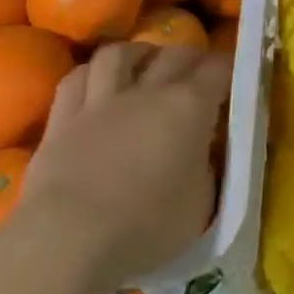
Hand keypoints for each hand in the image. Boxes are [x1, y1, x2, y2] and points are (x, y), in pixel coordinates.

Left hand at [20, 43, 231, 288]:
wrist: (68, 241)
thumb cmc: (147, 227)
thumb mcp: (201, 204)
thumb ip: (206, 168)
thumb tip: (202, 154)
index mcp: (191, 106)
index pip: (219, 67)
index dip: (228, 68)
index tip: (232, 79)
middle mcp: (150, 91)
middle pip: (175, 53)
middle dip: (191, 58)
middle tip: (195, 74)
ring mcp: (102, 101)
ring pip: (119, 54)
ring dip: (137, 54)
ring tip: (143, 66)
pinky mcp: (62, 120)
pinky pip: (76, 79)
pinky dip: (91, 75)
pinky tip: (96, 84)